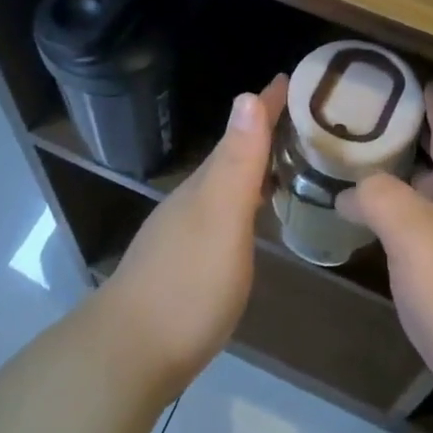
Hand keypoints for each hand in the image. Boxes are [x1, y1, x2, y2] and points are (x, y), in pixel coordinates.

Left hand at [98, 75, 286, 404]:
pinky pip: (224, 213)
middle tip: (303, 119)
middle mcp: (193, 200)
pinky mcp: (185, 264)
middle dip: (264, 131)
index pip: (241, 132)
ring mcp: (185, 232)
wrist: (129, 354)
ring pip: (226, 184)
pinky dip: (245, 201)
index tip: (291, 78)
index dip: (266, 105)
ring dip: (254, 167)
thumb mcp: (221, 218)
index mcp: (206, 185)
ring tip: (287, 160)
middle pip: (233, 154)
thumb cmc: (187, 284)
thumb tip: (247, 96)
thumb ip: (237, 163)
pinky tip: (254, 216)